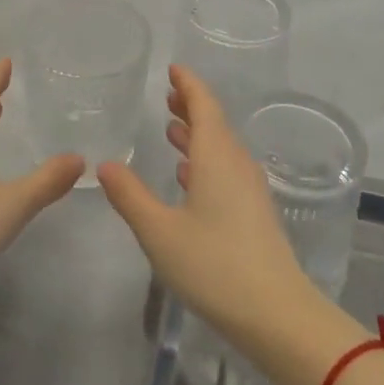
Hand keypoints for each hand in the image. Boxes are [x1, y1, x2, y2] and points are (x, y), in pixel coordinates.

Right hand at [99, 66, 322, 349]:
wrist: (277, 315)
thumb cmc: (214, 266)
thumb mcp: (159, 231)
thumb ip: (130, 196)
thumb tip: (106, 165)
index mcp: (216, 158)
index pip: (204, 106)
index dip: (188, 85)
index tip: (173, 69)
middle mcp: (236, 165)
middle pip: (215, 124)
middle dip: (192, 107)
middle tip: (168, 95)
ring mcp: (249, 191)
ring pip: (221, 149)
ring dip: (198, 135)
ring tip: (173, 129)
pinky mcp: (254, 215)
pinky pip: (227, 171)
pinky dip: (205, 161)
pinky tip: (189, 177)